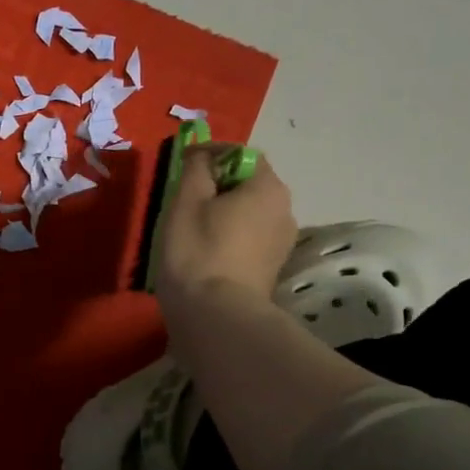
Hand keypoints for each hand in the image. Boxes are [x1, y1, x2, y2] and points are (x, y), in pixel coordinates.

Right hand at [154, 147, 297, 324]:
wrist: (215, 316)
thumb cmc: (197, 251)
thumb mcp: (186, 201)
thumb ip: (196, 168)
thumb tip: (202, 155)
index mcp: (268, 188)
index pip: (242, 155)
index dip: (212, 154)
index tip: (183, 164)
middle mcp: (285, 210)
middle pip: (249, 185)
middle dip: (218, 185)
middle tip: (184, 198)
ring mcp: (281, 243)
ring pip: (249, 213)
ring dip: (223, 212)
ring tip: (192, 227)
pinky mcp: (270, 268)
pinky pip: (249, 238)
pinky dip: (229, 235)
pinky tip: (205, 250)